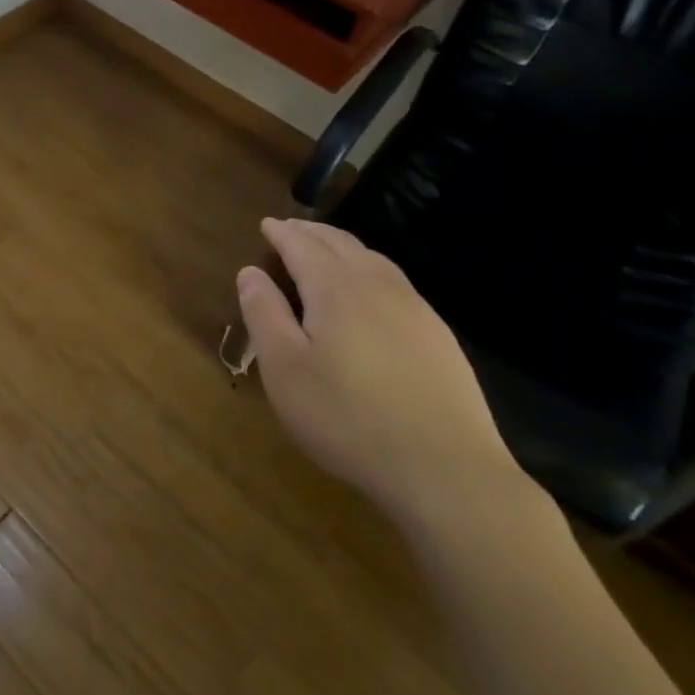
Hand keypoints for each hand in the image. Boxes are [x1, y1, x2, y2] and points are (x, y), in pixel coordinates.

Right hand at [236, 218, 519, 524]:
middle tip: (290, 229)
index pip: (302, 245)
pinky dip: (371, 269)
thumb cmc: (348, 418)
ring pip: (373, 259)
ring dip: (343, 246)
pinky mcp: (439, 336)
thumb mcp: (285, 370)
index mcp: (335, 288)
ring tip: (326, 249)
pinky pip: (396, 283)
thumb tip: (250, 272)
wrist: (445, 469)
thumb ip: (264, 314)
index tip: (266, 224)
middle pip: (340, 243)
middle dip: (311, 232)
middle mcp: (376, 285)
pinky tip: (371, 292)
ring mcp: (415, 309)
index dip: (281, 233)